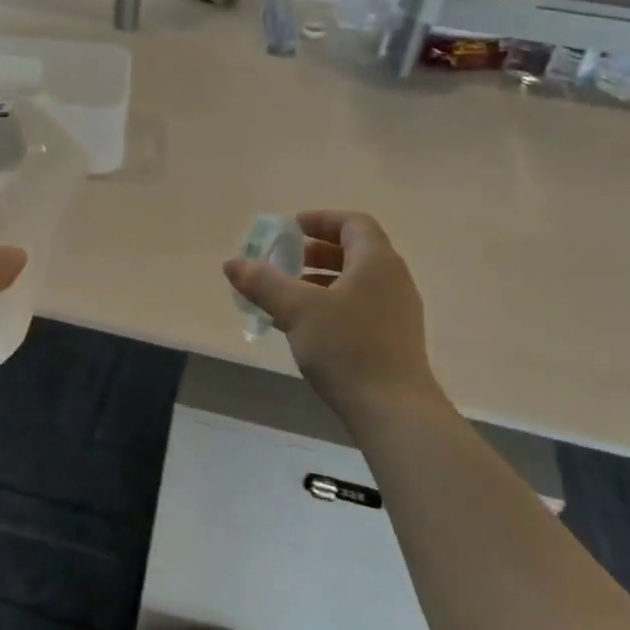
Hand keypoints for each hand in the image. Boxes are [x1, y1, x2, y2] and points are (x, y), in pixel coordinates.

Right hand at [223, 211, 442, 420]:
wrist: (393, 410)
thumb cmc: (347, 348)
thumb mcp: (297, 310)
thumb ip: (263, 282)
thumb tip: (233, 263)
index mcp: (377, 261)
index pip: (353, 223)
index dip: (320, 220)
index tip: (289, 230)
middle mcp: (393, 279)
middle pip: (354, 251)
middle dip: (315, 252)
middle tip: (284, 262)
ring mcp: (397, 311)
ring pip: (355, 282)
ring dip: (320, 281)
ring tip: (286, 298)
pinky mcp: (393, 339)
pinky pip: (359, 307)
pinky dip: (330, 306)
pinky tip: (304, 329)